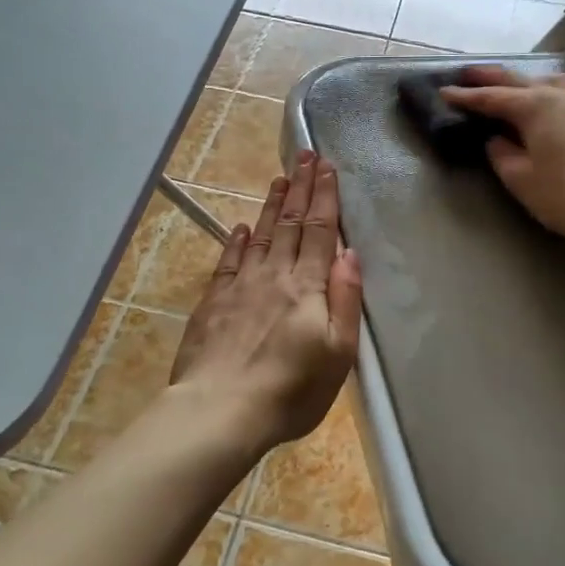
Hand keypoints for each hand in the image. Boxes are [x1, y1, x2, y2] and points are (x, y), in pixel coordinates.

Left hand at [169, 152, 362, 449]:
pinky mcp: (214, 301)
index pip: (321, 231)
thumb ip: (344, 299)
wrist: (220, 410)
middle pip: (291, 223)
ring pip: (262, 234)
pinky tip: (243, 227)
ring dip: (273, 205)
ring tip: (280, 179)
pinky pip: (229, 260)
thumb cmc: (290, 390)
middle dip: (301, 187)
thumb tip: (350, 253)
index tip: (327, 167)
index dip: (325, 197)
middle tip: (306, 155)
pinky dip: (238, 240)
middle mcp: (274, 275)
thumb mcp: (337, 353)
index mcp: (308, 287)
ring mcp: (240, 285)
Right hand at [441, 66, 564, 243]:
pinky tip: (538, 98)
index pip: (491, 97)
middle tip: (464, 75)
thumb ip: (501, 153)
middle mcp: (556, 94)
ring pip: (541, 80)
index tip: (443, 91)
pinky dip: (539, 88)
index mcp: (535, 104)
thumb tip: (496, 140)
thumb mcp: (520, 177)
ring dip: (518, 80)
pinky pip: (557, 90)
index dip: (465, 96)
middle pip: (516, 80)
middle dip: (488, 78)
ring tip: (501, 84)